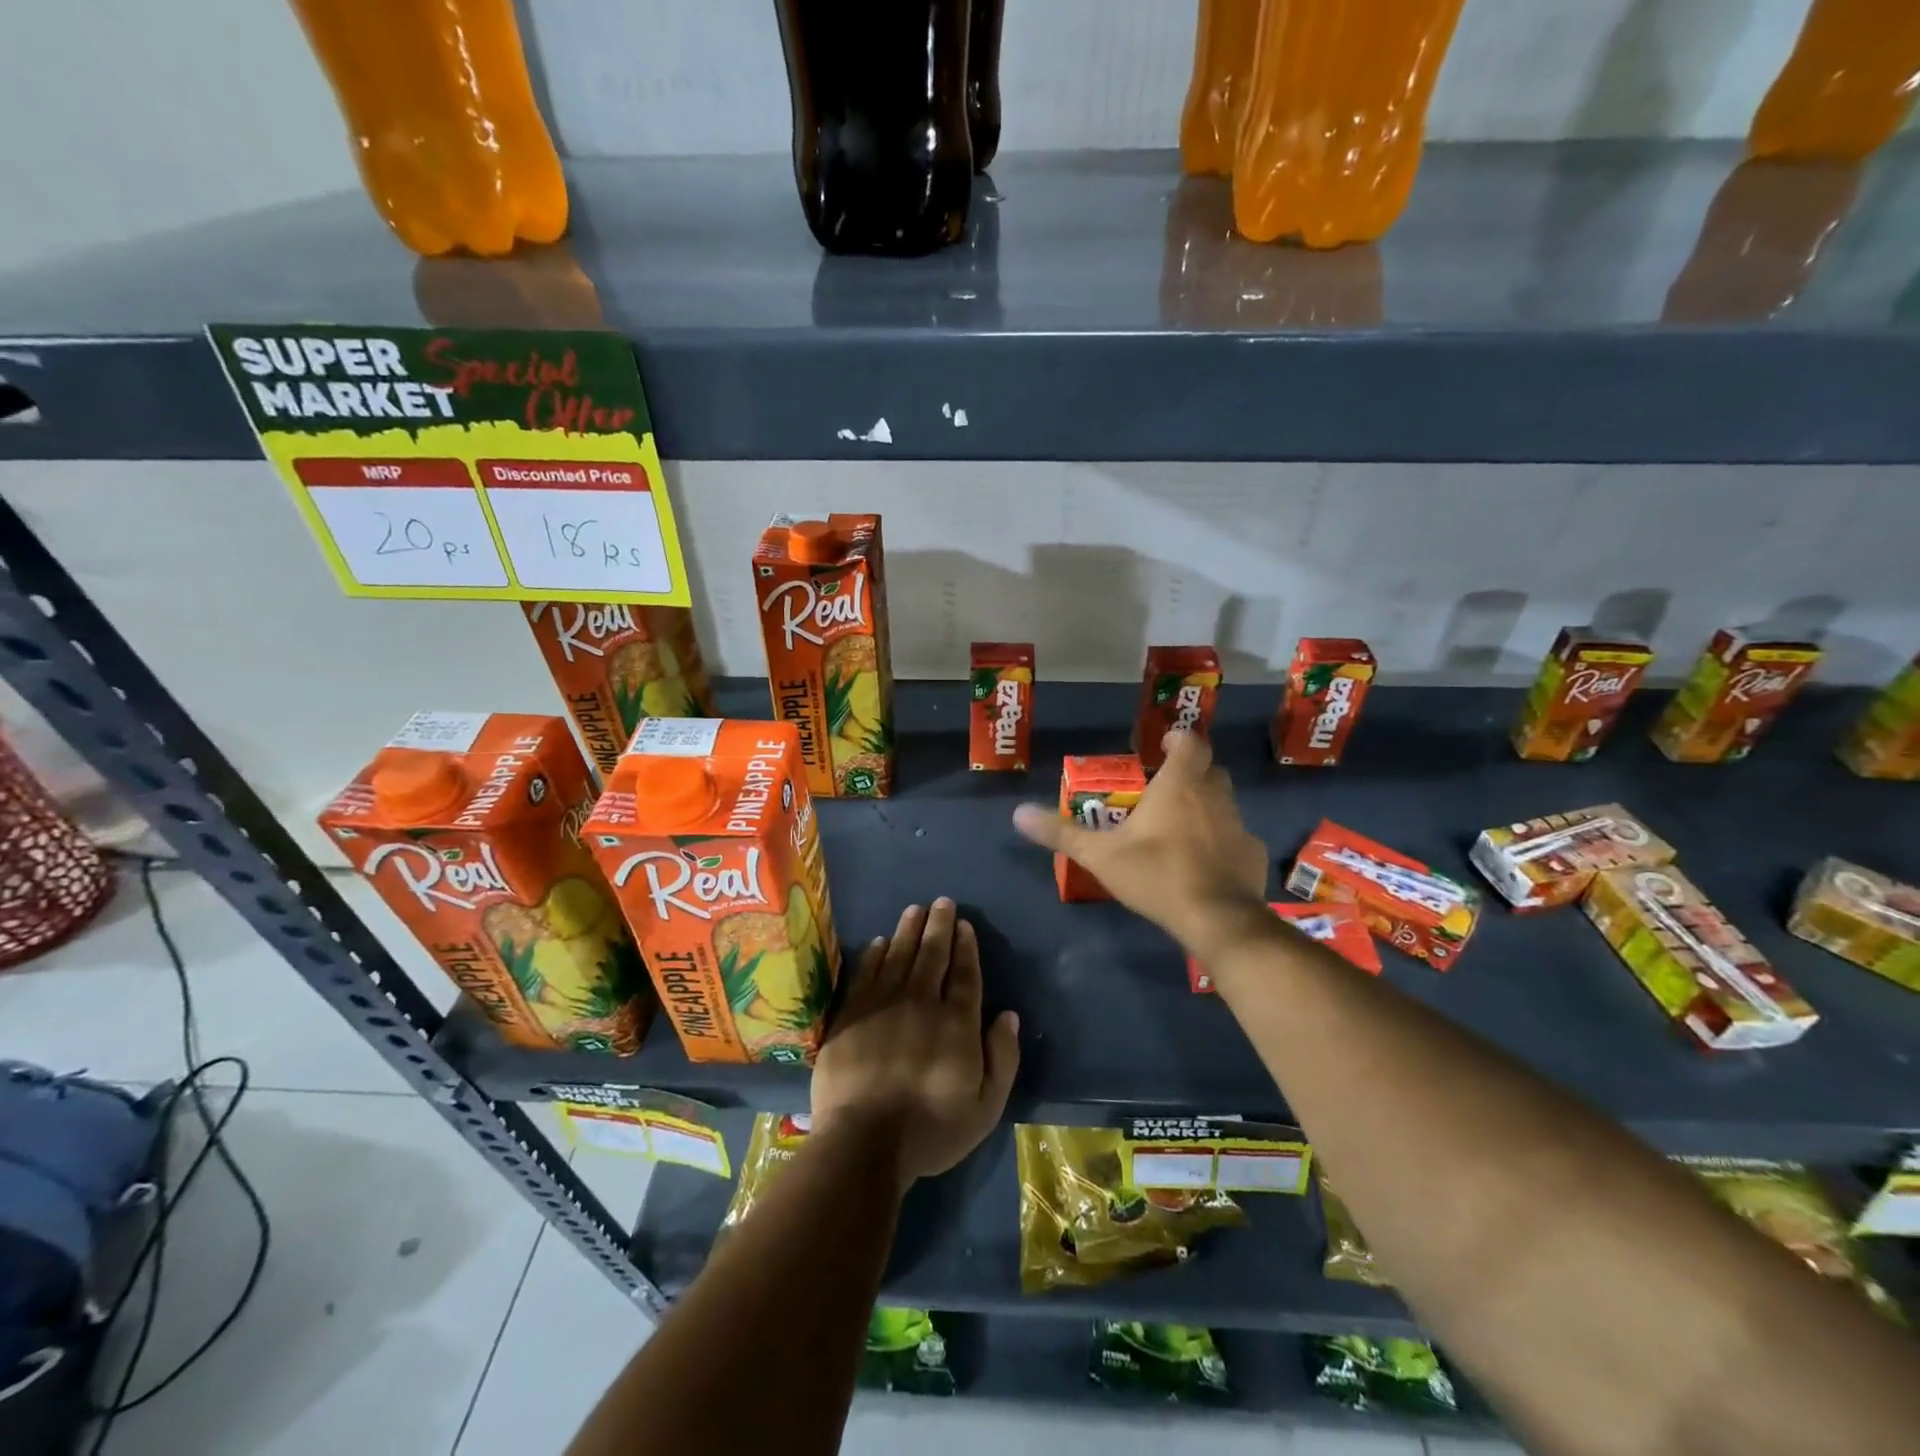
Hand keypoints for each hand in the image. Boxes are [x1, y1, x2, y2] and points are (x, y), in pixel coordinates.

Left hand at [812, 898, 1019, 1191]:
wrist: (863, 1142)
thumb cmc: (930, 1130)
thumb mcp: (985, 1108)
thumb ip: (1002, 1058)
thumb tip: (1008, 1015)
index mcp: (956, 1023)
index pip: (965, 974)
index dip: (966, 947)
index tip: (965, 925)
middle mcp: (921, 1003)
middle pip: (932, 955)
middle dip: (939, 926)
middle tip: (942, 902)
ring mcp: (883, 1005)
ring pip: (899, 955)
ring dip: (908, 929)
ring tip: (915, 908)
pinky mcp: (851, 1014)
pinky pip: (866, 973)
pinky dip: (875, 954)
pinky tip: (880, 941)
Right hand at [1012, 729, 1269, 956]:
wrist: (1217, 919)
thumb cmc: (1157, 875)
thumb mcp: (1100, 855)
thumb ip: (1061, 833)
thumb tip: (1018, 813)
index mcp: (1179, 786)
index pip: (1190, 743)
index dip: (1178, 739)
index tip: (1164, 746)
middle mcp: (1214, 796)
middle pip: (1209, 770)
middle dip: (1190, 772)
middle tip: (1165, 787)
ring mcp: (1238, 825)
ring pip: (1224, 802)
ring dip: (1205, 806)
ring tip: (1181, 826)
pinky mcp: (1251, 854)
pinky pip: (1235, 837)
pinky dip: (1221, 841)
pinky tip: (1205, 863)